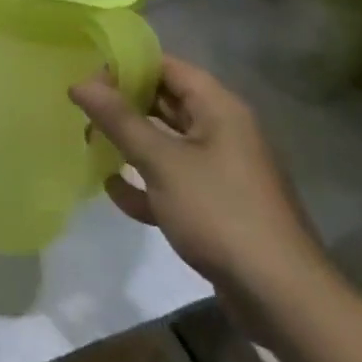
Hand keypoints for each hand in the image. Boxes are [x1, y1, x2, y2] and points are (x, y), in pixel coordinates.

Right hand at [71, 55, 329, 334]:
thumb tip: (79, 82)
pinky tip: (115, 191)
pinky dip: (146, 182)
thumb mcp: (161, 162)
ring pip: (167, 142)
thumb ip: (119, 120)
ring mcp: (222, 170)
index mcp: (219, 109)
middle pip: (166, 102)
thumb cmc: (220, 213)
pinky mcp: (217, 206)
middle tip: (80, 105)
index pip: (168, 67)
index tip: (87, 71)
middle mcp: (223, 132)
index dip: (128, 64)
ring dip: (131, 143)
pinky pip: (174, 181)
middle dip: (124, 104)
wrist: (282, 297)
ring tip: (88, 142)